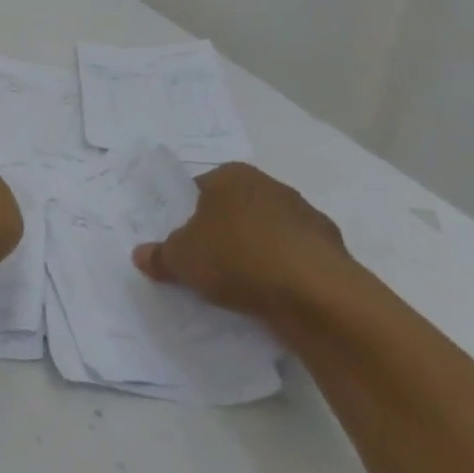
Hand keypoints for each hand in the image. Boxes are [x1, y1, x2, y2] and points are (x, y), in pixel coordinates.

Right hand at [130, 162, 355, 317]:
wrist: (315, 294)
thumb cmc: (236, 258)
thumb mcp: (180, 259)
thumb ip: (159, 255)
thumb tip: (141, 255)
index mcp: (232, 175)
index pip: (199, 189)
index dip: (185, 215)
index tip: (180, 242)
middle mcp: (270, 186)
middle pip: (234, 209)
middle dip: (220, 233)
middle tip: (203, 264)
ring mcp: (306, 216)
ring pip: (266, 234)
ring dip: (253, 254)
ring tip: (237, 287)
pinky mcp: (332, 250)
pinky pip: (293, 259)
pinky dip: (282, 273)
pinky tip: (269, 297)